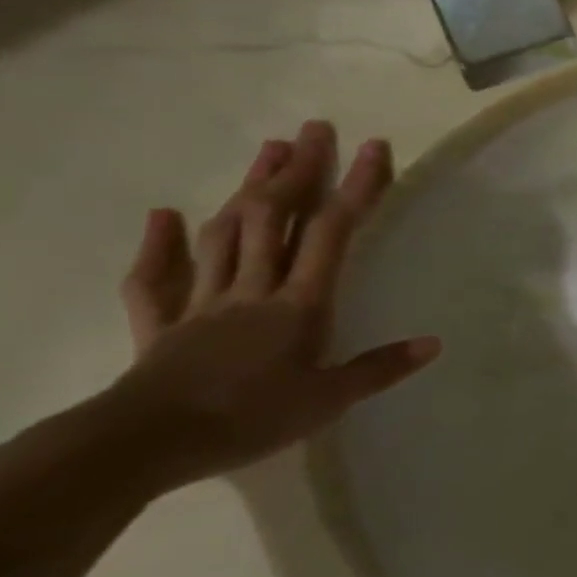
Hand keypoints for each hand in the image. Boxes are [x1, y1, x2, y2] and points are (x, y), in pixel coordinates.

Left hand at [104, 122, 437, 492]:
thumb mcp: (328, 401)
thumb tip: (434, 343)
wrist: (142, 447)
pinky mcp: (161, 326)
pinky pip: (155, 279)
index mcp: (298, 303)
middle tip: (314, 129)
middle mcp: (253, 289)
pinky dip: (159, 245)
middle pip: (275, 218)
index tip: (373, 146)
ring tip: (267, 151)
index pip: (333, 232)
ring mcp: (202, 303)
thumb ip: (380, 368)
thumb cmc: (247, 419)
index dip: (356, 187)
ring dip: (247, 189)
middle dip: (298, 170)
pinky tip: (164, 215)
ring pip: (226, 234)